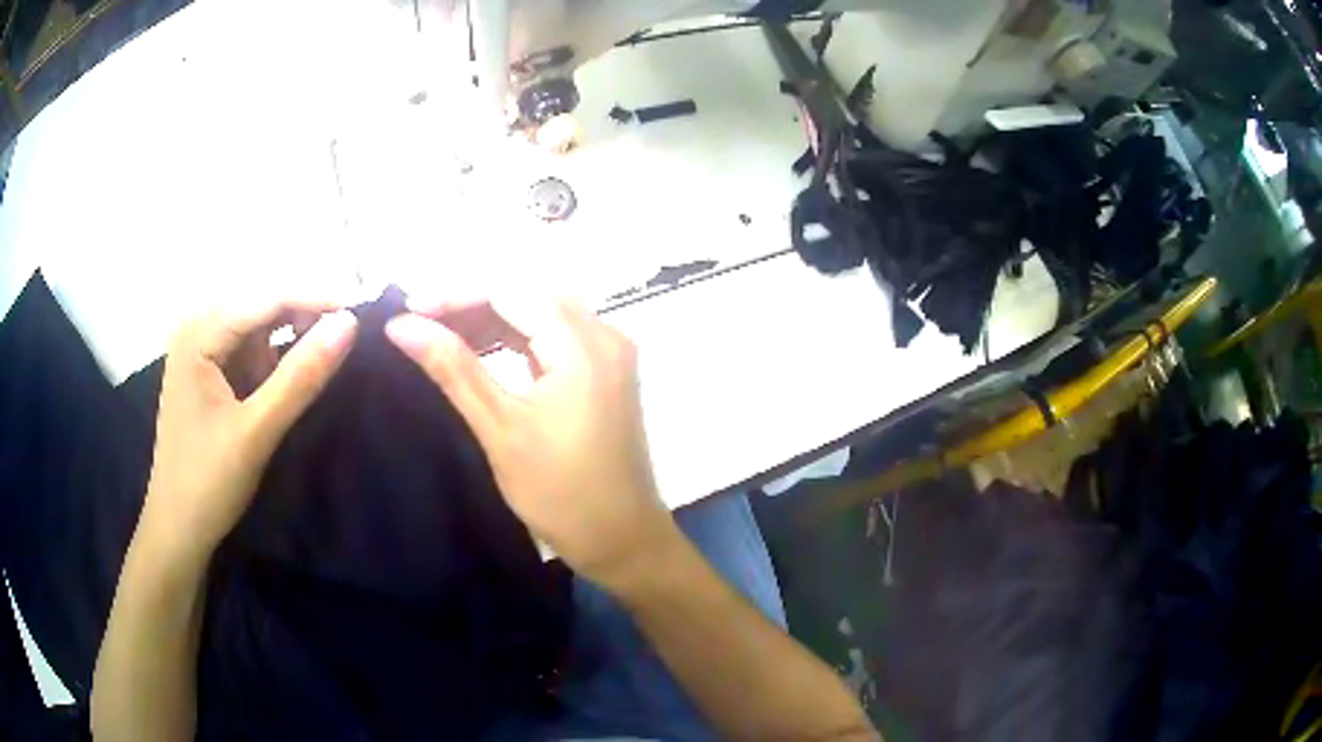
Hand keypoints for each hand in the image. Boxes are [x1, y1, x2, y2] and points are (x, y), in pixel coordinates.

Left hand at [138, 297, 357, 561]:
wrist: (179, 530)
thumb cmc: (208, 483)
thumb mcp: (256, 431)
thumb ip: (301, 377)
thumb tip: (350, 323)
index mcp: (199, 333)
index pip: (266, 297)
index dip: (316, 298)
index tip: (365, 308)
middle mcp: (198, 327)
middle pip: (262, 304)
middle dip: (305, 314)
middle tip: (352, 332)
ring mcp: (202, 348)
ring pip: (259, 326)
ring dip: (293, 336)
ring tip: (330, 351)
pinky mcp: (210, 371)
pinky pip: (251, 349)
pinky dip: (277, 358)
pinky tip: (296, 372)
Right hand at [385, 299, 673, 585]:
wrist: (622, 540)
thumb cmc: (560, 493)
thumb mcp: (500, 429)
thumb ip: (452, 368)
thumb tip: (401, 325)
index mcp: (583, 345)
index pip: (511, 291)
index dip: (455, 295)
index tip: (408, 310)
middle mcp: (605, 335)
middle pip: (529, 294)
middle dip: (472, 303)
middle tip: (421, 322)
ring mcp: (610, 352)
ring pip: (543, 312)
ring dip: (493, 318)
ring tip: (440, 333)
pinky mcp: (606, 372)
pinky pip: (556, 336)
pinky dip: (517, 336)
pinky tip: (481, 348)